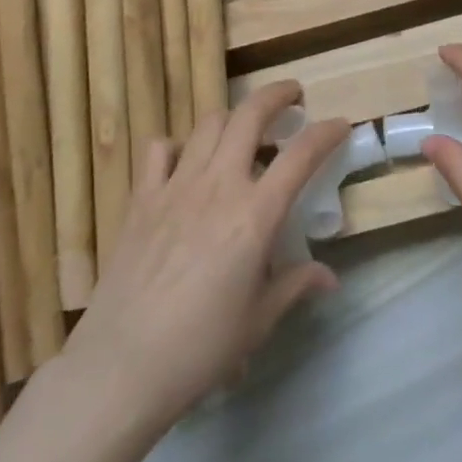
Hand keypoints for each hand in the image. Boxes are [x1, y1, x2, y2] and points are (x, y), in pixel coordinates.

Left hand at [64, 81, 347, 433]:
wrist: (121, 366)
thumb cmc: (200, 349)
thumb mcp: (258, 321)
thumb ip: (295, 286)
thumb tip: (329, 278)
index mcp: (255, 215)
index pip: (300, 156)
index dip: (326, 133)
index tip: (340, 124)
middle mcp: (218, 186)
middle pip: (250, 115)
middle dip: (277, 95)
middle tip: (293, 97)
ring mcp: (176, 186)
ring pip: (208, 123)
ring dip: (232, 118)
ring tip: (243, 132)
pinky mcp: (141, 198)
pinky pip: (160, 149)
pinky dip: (177, 146)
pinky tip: (185, 164)